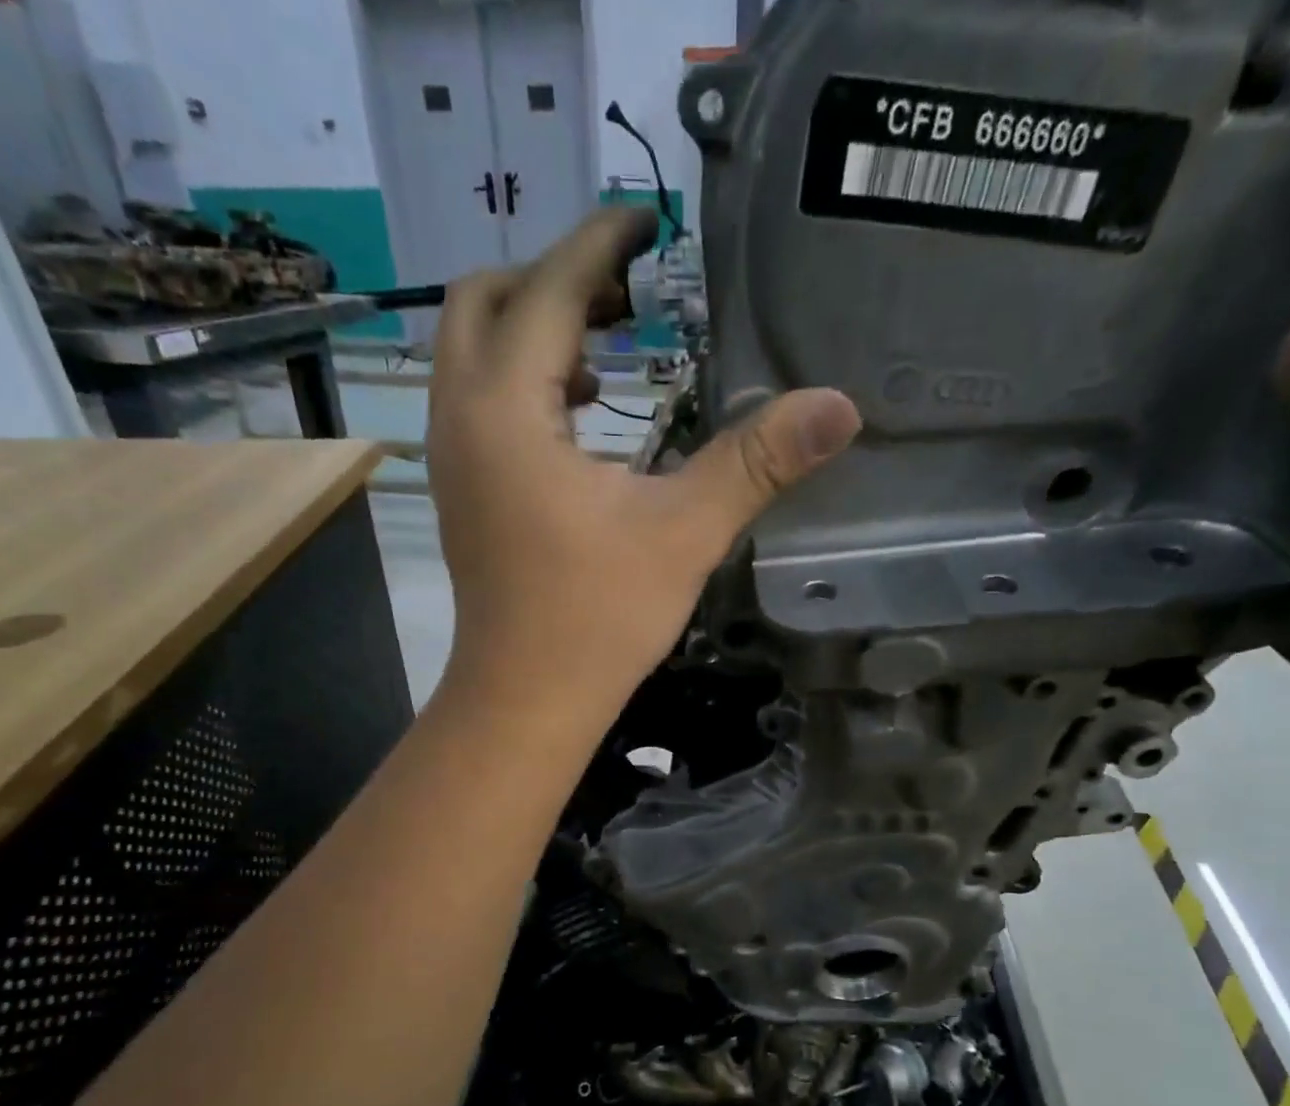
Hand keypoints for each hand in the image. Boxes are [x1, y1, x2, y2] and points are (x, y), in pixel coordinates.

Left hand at [424, 208, 861, 724]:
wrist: (526, 699)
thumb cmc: (597, 619)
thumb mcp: (684, 533)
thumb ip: (755, 462)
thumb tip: (838, 406)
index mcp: (506, 409)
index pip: (546, 288)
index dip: (598, 245)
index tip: (646, 221)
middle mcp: (461, 417)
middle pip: (483, 301)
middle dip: (552, 279)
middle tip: (628, 295)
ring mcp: (451, 457)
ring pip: (471, 351)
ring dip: (531, 329)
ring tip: (609, 354)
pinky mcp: (460, 491)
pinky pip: (476, 400)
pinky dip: (520, 381)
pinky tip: (579, 419)